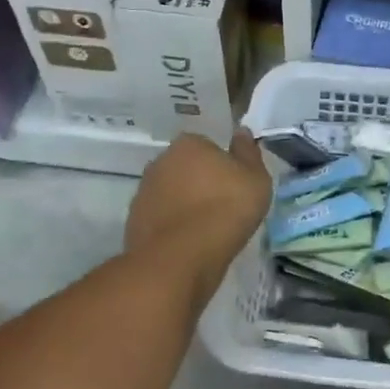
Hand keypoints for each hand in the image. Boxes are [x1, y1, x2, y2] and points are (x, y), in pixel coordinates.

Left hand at [125, 130, 271, 303]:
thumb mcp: (255, 179)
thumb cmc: (226, 209)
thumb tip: (241, 132)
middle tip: (223, 206)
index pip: (208, 146)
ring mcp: (143, 192)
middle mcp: (161, 161)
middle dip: (200, 182)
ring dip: (184, 205)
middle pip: (186, 168)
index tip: (235, 185)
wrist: (182, 256)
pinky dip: (172, 226)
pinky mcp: (133, 221)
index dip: (223, 165)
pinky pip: (160, 218)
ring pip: (171, 193)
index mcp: (189, 144)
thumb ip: (248, 153)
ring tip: (207, 229)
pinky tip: (189, 243)